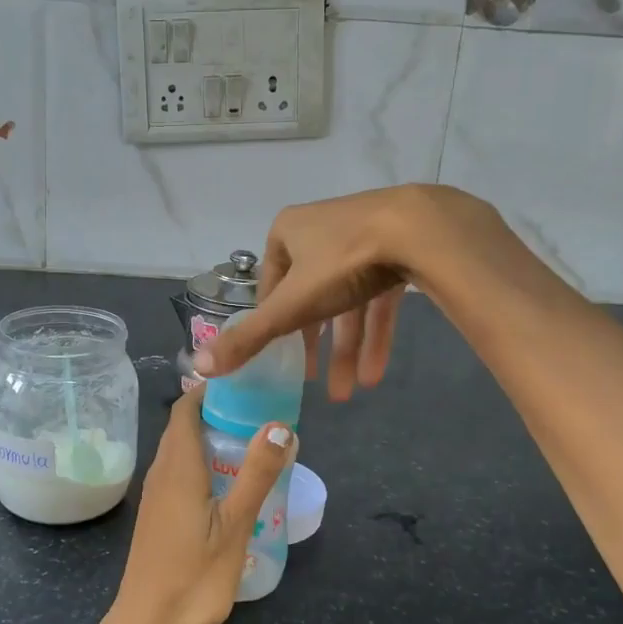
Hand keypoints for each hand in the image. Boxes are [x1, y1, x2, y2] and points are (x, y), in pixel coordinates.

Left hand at [101, 388, 296, 623]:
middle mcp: (161, 472)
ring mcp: (157, 495)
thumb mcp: (235, 525)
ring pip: (182, 450)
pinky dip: (204, 462)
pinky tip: (230, 482)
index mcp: (177, 466)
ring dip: (211, 438)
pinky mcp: (159, 514)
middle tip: (261, 411)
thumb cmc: (193, 576)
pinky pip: (180, 472)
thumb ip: (256, 474)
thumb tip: (280, 425)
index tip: (246, 382)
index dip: (211, 389)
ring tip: (253, 441)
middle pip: (184, 426)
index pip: (185, 407)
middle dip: (218, 411)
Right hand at [196, 184, 520, 399]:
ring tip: (348, 393)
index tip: (281, 359)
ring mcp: (363, 237)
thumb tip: (199, 366)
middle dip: (315, 346)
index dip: (273, 324)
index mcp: (288, 232)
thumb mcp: (291, 306)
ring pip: (348, 302)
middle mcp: (322, 230)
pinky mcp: (399, 249)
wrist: (422, 230)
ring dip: (347, 350)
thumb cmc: (343, 262)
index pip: (272, 285)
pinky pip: (379, 297)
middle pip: (311, 297)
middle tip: (311, 382)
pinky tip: (376, 373)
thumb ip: (249, 338)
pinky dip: (375, 334)